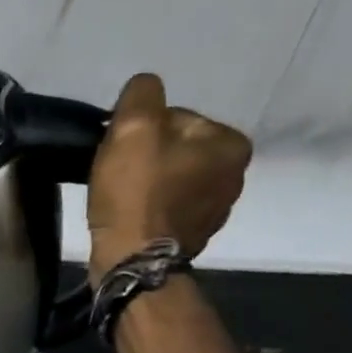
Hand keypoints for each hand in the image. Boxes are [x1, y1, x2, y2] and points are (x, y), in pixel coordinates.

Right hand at [87, 73, 252, 282]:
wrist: (131, 262)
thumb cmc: (136, 193)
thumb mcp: (134, 126)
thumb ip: (142, 93)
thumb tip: (144, 90)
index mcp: (231, 144)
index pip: (178, 118)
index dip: (141, 131)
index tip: (122, 152)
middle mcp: (234, 177)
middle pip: (176, 150)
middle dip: (147, 159)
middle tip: (117, 176)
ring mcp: (215, 213)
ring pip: (170, 181)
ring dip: (146, 186)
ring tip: (120, 200)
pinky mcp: (191, 239)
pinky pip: (166, 210)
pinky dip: (147, 211)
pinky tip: (129, 218)